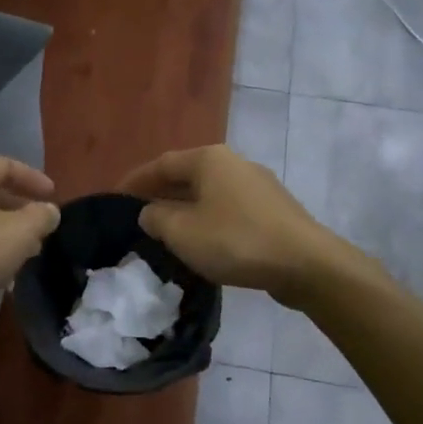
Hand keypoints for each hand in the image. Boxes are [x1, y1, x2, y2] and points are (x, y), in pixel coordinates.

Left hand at [0, 157, 60, 333]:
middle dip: (21, 209)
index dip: (33, 178)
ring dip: (6, 233)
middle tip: (42, 228)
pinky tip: (0, 274)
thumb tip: (49, 210)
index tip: (52, 196)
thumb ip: (41, 217)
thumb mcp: (19, 233)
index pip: (7, 165)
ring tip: (27, 253)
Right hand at [122, 146, 339, 306]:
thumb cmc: (235, 241)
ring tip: (168, 229)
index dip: (136, 180)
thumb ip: (156, 218)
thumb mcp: (182, 232)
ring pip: (210, 192)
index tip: (116, 198)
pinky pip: (229, 208)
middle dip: (161, 193)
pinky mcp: (273, 210)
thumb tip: (149, 212)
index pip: (162, 163)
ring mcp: (258, 185)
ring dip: (186, 208)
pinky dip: (209, 219)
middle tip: (138, 213)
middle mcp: (234, 163)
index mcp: (209, 159)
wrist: (306, 264)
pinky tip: (204, 240)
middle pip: (187, 175)